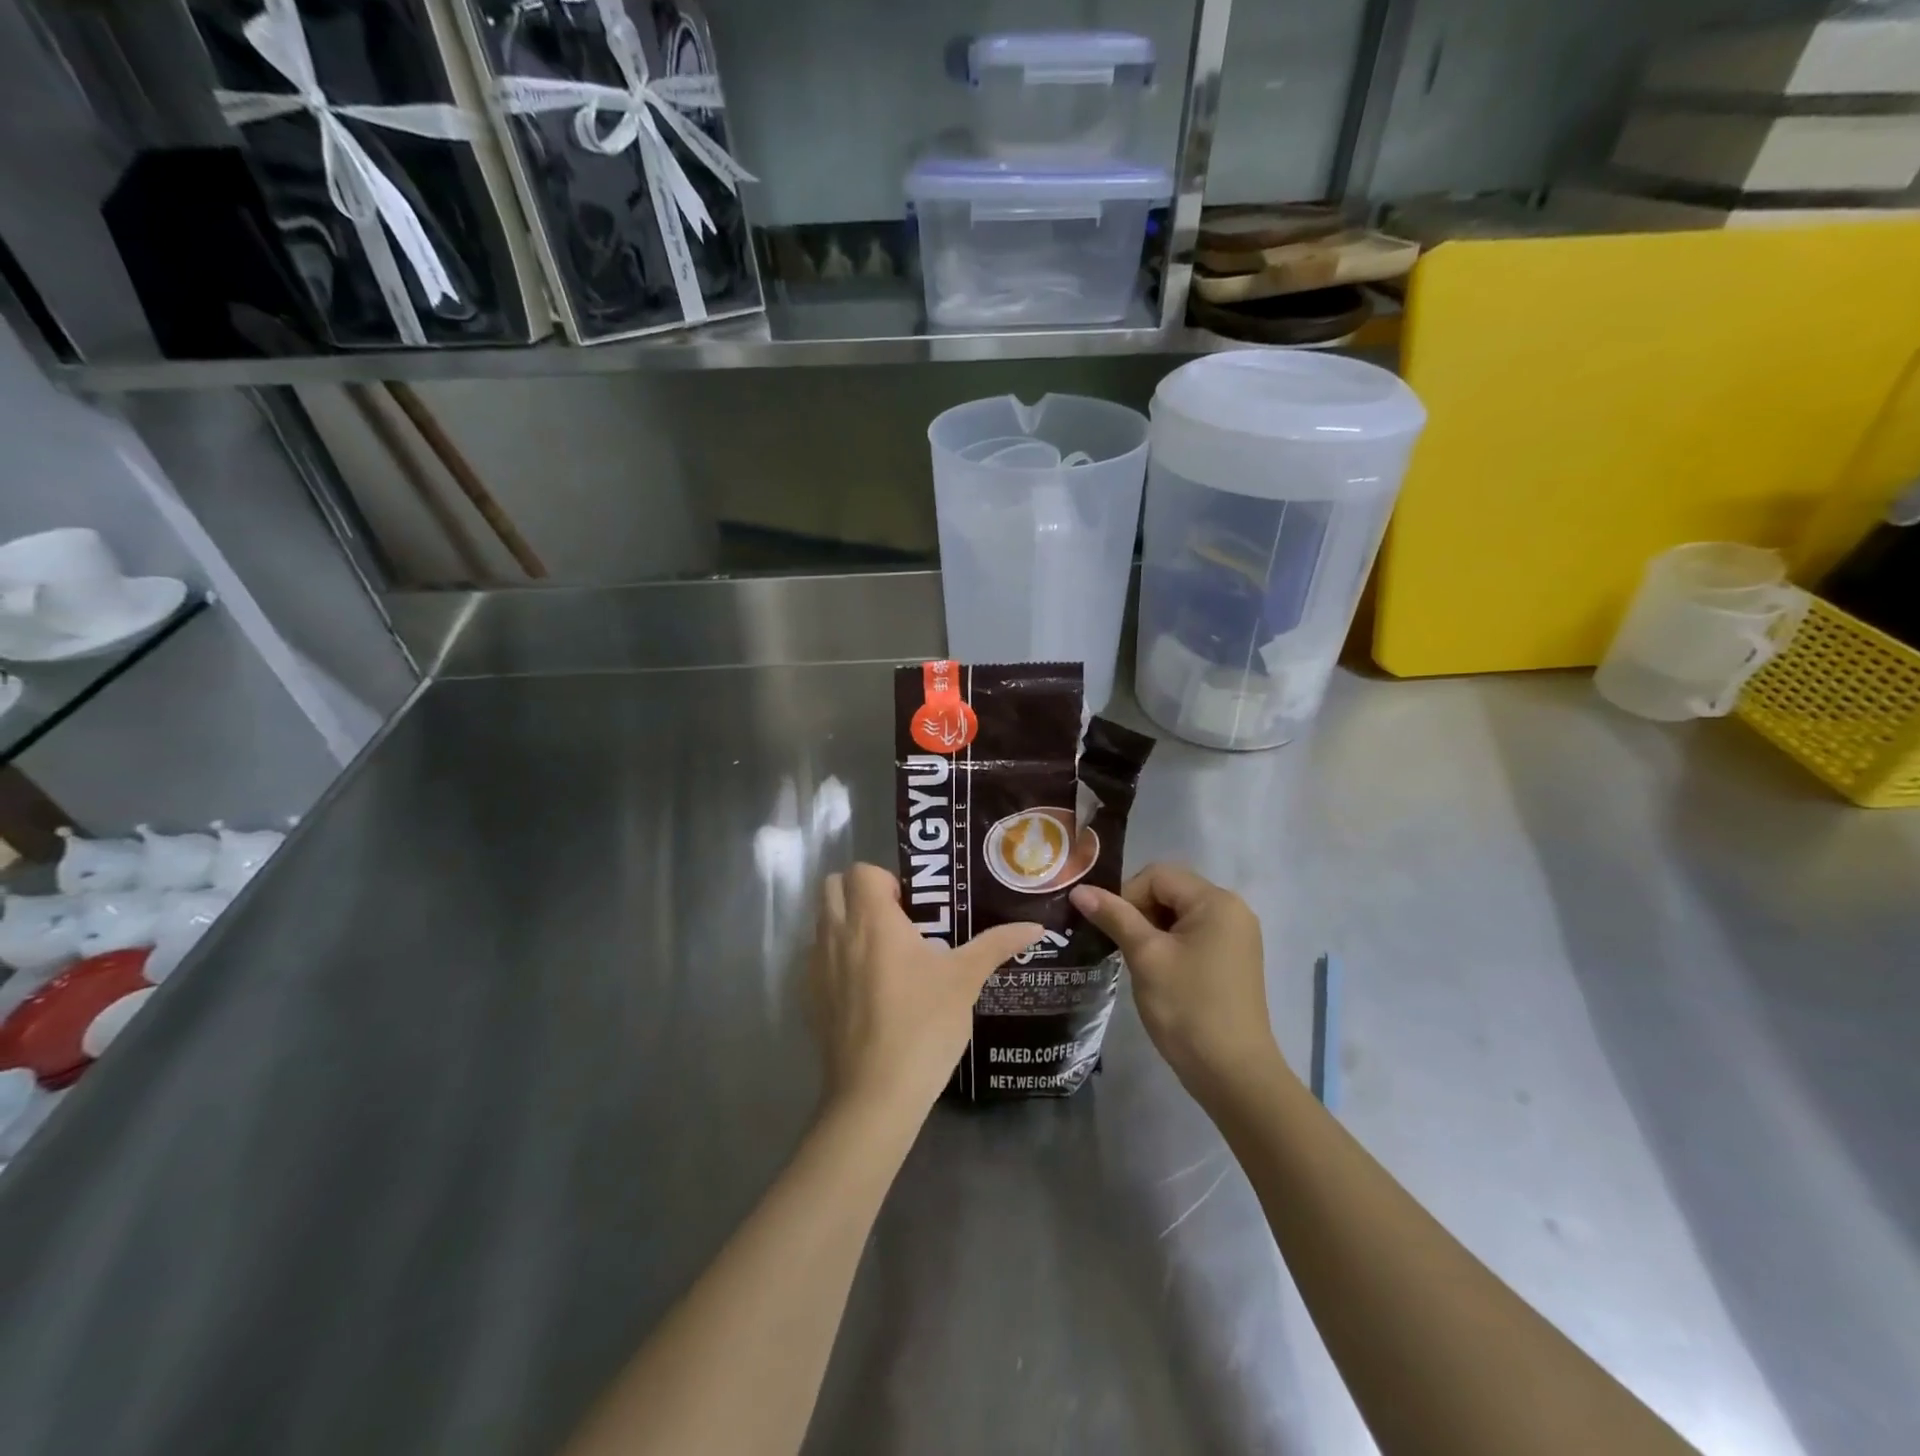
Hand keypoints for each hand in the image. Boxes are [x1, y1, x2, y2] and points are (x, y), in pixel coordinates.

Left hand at [809, 864, 1041, 1118]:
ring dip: (847, 922)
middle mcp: (837, 934)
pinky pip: (817, 958)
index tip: (913, 907)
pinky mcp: (811, 997)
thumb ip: (996, 944)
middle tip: (898, 920)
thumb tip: (1035, 926)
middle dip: (861, 892)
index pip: (862, 870)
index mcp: (871, 919)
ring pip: (823, 921)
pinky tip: (869, 987)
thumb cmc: (923, 1025)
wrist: (875, 1095)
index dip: (887, 880)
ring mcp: (817, 967)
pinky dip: (837, 956)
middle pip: (834, 886)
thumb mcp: (964, 980)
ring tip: (886, 952)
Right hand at [1070, 864, 1283, 1101]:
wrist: (1233, 1074)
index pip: (1157, 876)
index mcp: (1216, 901)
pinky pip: (1193, 935)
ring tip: (1138, 963)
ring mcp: (1236, 936)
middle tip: (1122, 948)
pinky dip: (1170, 945)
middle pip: (1170, 891)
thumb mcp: (1146, 956)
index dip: (1127, 896)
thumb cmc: (1188, 1008)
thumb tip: (1079, 890)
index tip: (1111, 931)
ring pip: (1179, 915)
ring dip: (1152, 931)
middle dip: (1139, 913)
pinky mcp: (1233, 960)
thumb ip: (1114, 916)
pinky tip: (1158, 973)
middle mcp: (1232, 910)